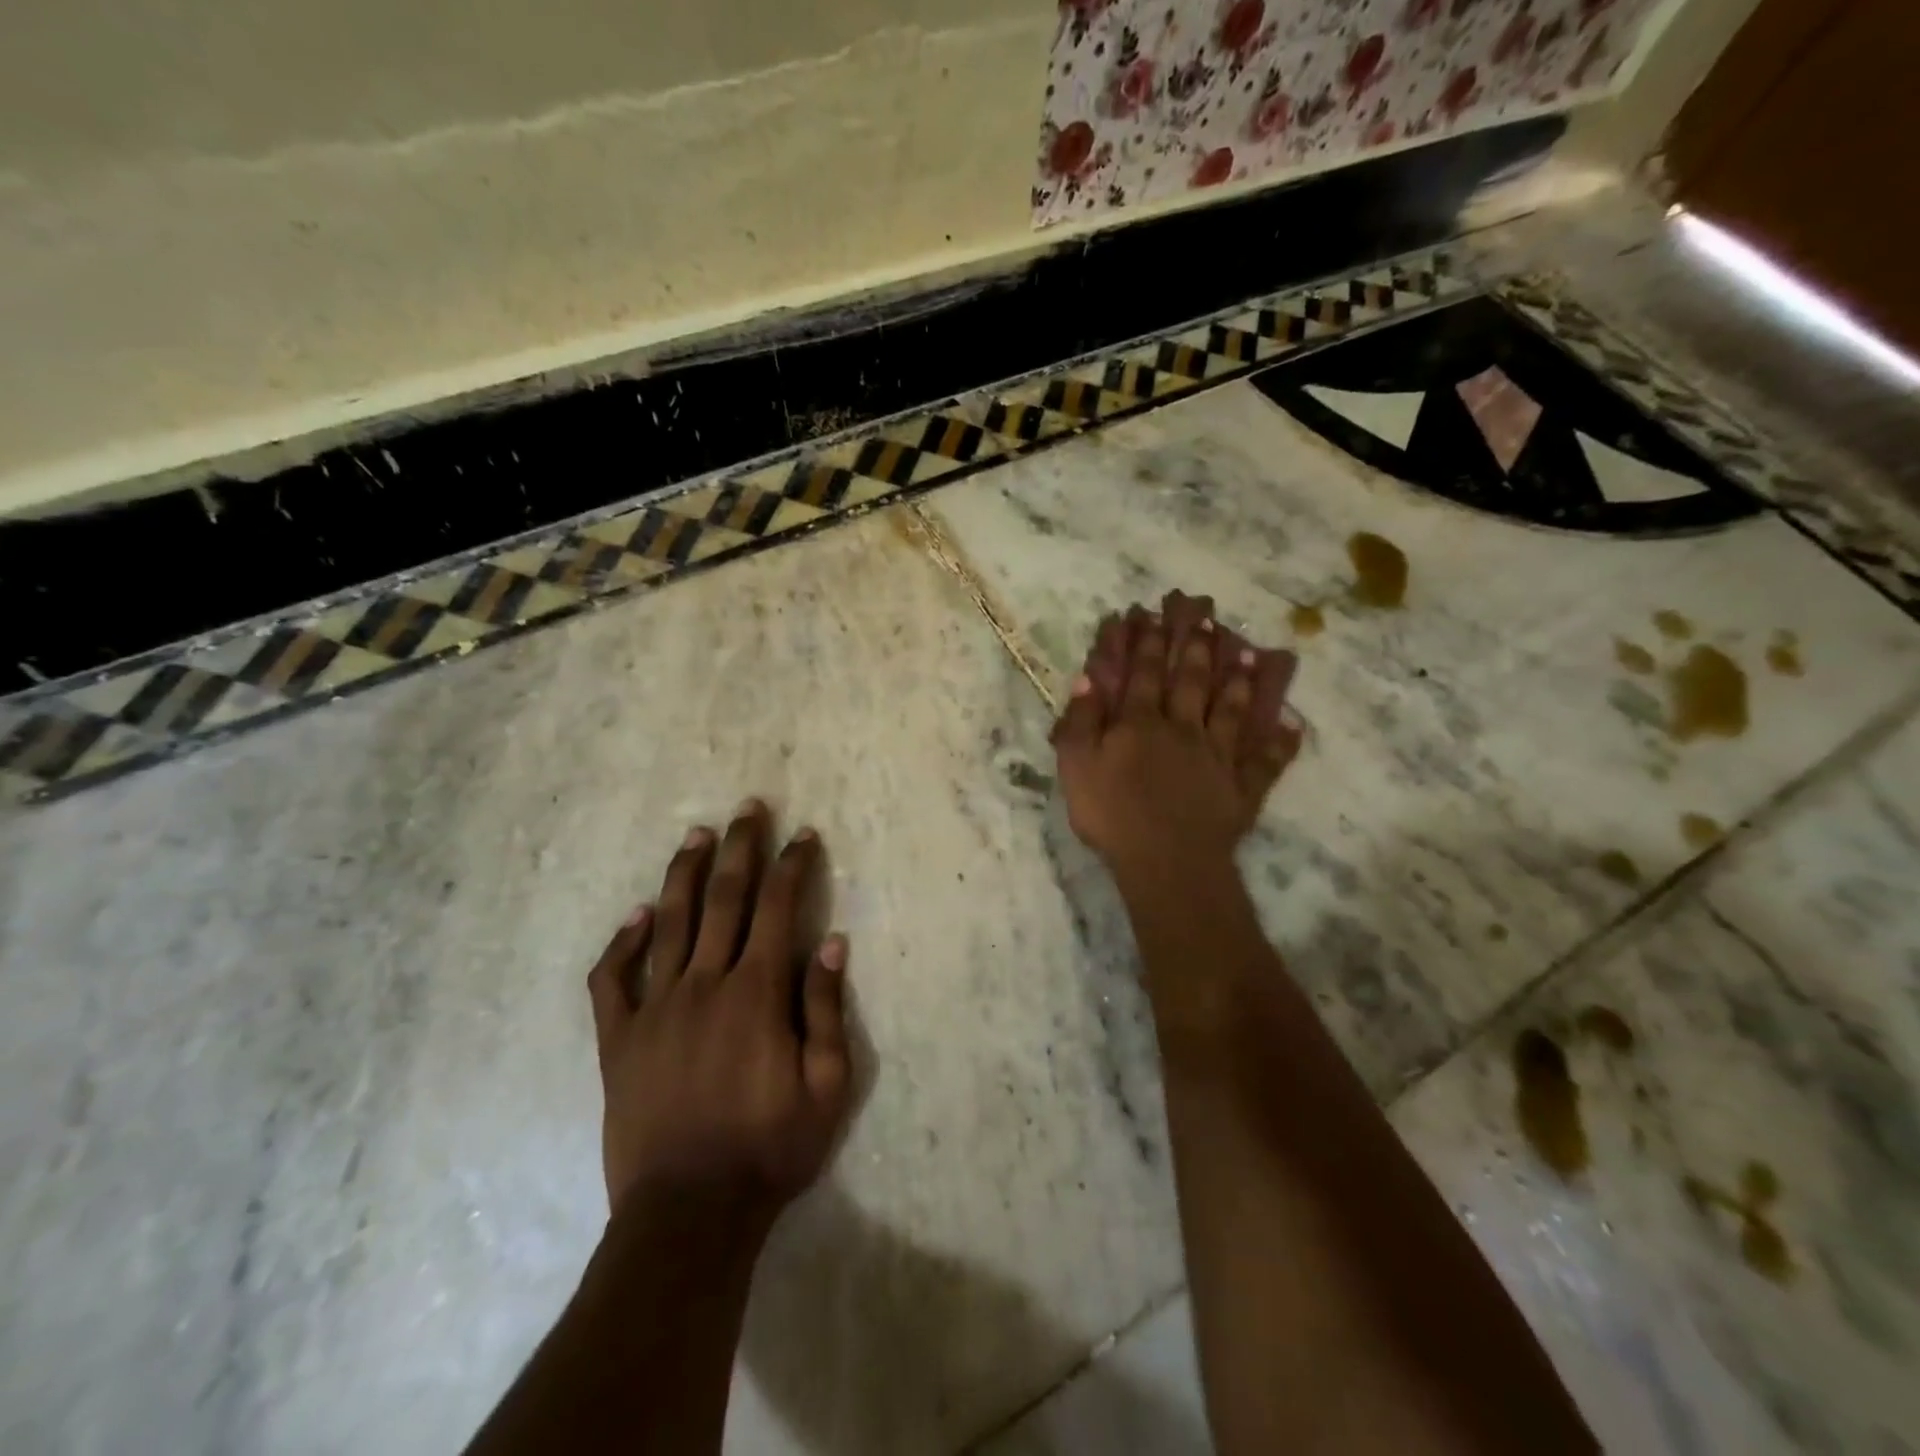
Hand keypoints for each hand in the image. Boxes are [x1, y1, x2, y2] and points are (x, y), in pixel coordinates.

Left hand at [585, 801, 851, 1226]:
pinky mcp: (618, 1041)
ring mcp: (655, 1009)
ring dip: (684, 874)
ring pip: (668, 923)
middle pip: (723, 899)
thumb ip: (826, 1010)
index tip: (804, 835)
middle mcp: (704, 984)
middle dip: (740, 848)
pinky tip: (635, 917)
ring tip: (696, 834)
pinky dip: (622, 943)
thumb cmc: (769, 1150)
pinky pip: (613, 980)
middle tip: (747, 808)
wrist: (688, 1215)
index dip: (793, 865)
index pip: (779, 908)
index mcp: (756, 993)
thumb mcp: (827, 1086)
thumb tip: (831, 943)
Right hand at [1052, 594, 1301, 874]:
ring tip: (1246, 651)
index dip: (1147, 641)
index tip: (1153, 613)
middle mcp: (1183, 729)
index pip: (1144, 673)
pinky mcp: (1242, 787)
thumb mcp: (1076, 767)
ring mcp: (1218, 757)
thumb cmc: (1112, 815)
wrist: (1165, 861)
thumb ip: (1080, 722)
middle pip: (1191, 681)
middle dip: (1196, 646)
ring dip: (1239, 680)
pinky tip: (1292, 725)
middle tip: (1206, 615)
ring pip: (1231, 710)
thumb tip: (1088, 680)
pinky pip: (1264, 761)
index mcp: (1140, 723)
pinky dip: (1279, 743)